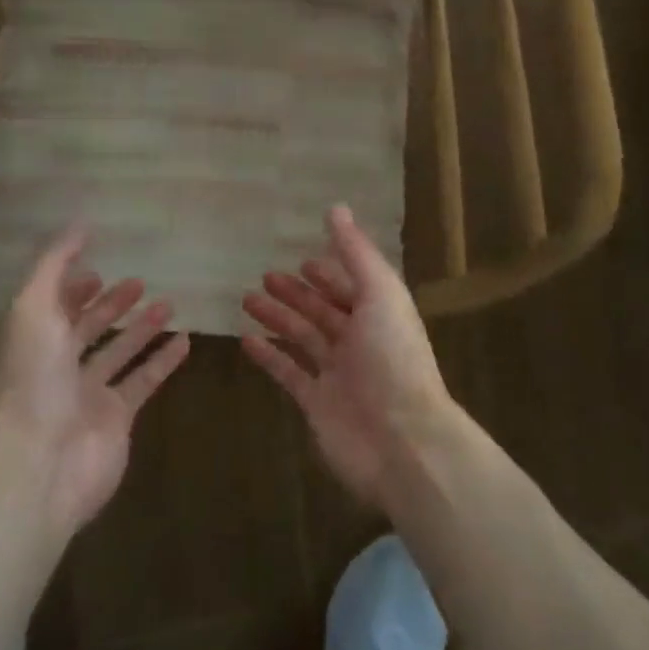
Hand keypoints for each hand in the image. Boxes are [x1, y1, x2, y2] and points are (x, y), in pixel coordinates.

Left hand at [0, 227, 191, 534]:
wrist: (43, 462)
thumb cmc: (34, 378)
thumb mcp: (34, 308)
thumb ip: (54, 265)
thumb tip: (79, 225)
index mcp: (31, 343)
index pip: (53, 307)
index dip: (73, 288)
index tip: (98, 269)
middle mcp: (57, 368)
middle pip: (87, 330)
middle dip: (110, 305)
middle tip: (139, 282)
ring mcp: (88, 395)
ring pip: (120, 353)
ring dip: (142, 328)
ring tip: (169, 303)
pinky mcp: (117, 418)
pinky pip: (144, 381)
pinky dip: (164, 361)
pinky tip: (185, 340)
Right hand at [241, 206, 457, 511]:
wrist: (402, 441)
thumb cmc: (393, 359)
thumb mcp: (380, 293)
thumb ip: (356, 253)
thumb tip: (336, 208)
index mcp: (379, 314)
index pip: (350, 286)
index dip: (328, 272)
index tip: (302, 259)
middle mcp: (360, 341)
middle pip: (323, 311)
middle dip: (297, 293)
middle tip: (265, 276)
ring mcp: (338, 374)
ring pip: (303, 338)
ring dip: (278, 318)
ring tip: (247, 299)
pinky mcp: (317, 404)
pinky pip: (289, 373)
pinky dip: (269, 356)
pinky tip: (247, 340)